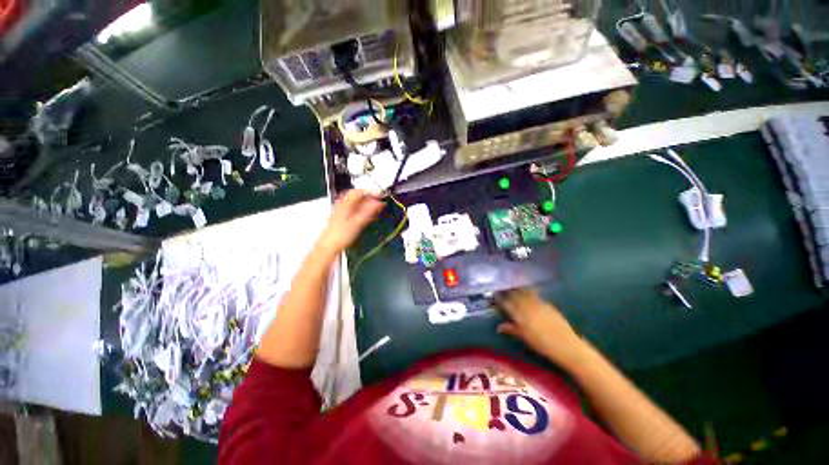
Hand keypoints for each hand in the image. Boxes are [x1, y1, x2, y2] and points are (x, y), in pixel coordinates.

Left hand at [317, 190, 384, 254]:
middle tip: (379, 202)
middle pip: (357, 197)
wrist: (328, 246)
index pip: (358, 192)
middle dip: (369, 198)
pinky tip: (367, 216)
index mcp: (345, 204)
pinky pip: (354, 210)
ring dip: (366, 205)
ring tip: (375, 209)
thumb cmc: (340, 235)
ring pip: (356, 204)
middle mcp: (342, 205)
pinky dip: (362, 211)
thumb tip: (379, 203)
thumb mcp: (357, 223)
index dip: (370, 192)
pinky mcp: (342, 218)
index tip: (380, 195)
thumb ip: (369, 212)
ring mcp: (341, 211)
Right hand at [495, 288, 587, 369]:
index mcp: (520, 314)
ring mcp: (538, 303)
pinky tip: (528, 294)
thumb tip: (499, 327)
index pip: (506, 303)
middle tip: (502, 290)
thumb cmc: (543, 345)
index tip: (495, 296)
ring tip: (513, 289)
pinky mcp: (548, 304)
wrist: (567, 346)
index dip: (499, 299)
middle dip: (508, 292)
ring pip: (524, 292)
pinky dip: (529, 293)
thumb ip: (511, 329)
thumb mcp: (524, 338)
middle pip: (515, 295)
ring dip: (518, 290)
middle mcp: (528, 305)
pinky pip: (535, 295)